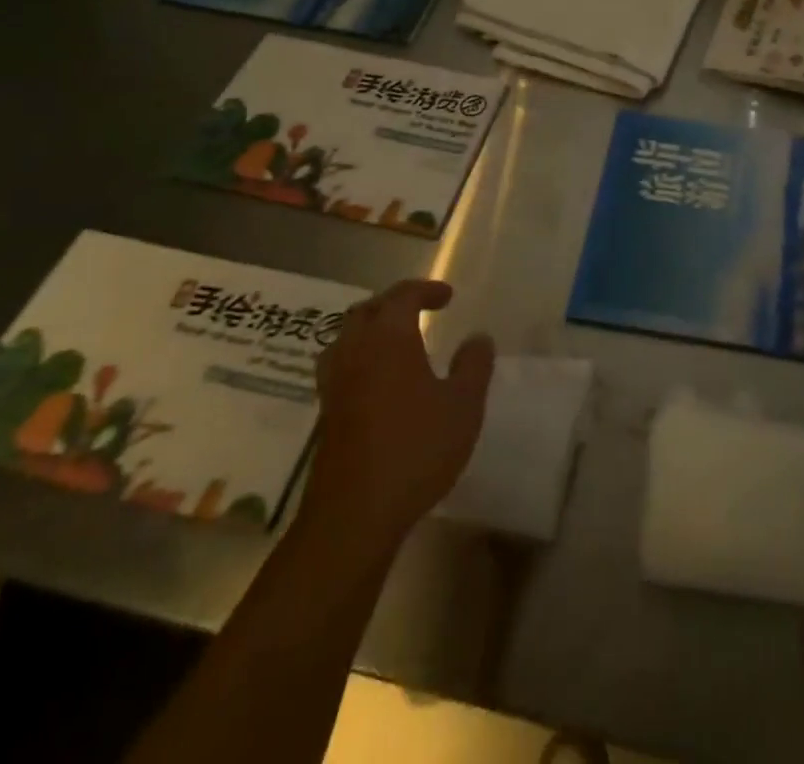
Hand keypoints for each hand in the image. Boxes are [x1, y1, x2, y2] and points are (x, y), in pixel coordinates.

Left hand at [304, 280, 494, 540]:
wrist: (354, 514)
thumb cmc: (415, 449)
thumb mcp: (463, 405)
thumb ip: (474, 366)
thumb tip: (478, 338)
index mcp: (388, 339)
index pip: (402, 296)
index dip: (425, 290)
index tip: (448, 296)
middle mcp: (355, 352)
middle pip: (366, 311)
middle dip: (393, 304)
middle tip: (420, 311)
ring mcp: (334, 385)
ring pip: (345, 338)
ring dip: (370, 330)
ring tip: (396, 341)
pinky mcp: (326, 415)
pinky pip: (340, 367)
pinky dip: (360, 359)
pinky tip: (379, 382)